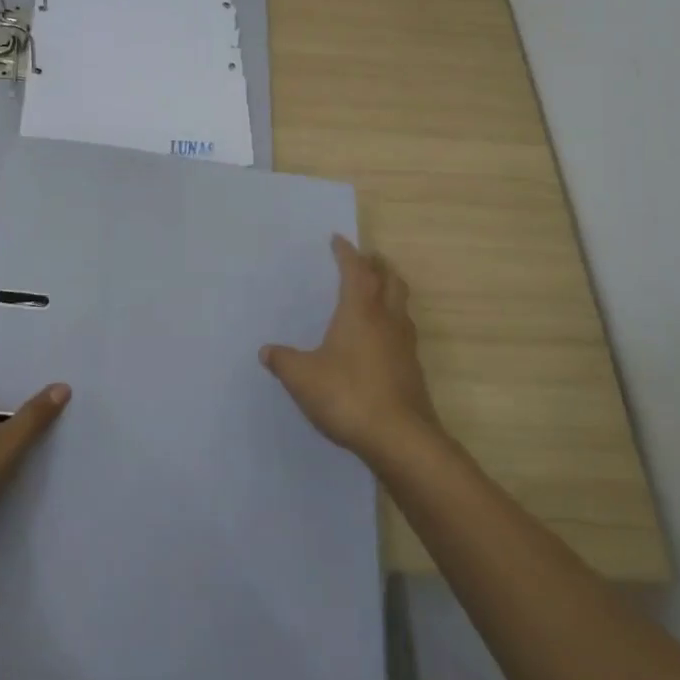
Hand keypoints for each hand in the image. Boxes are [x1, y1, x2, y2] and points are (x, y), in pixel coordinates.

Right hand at [262, 236, 441, 470]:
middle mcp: (386, 319)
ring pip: (402, 304)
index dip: (346, 253)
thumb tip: (266, 352)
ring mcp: (404, 345)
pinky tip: (381, 339)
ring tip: (377, 292)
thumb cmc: (348, 396)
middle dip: (377, 265)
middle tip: (367, 258)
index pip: (355, 270)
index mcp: (359, 311)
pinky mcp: (413, 369)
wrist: (401, 439)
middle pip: (389, 280)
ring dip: (390, 290)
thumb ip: (284, 361)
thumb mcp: (303, 378)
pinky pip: (404, 331)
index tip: (338, 240)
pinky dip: (394, 321)